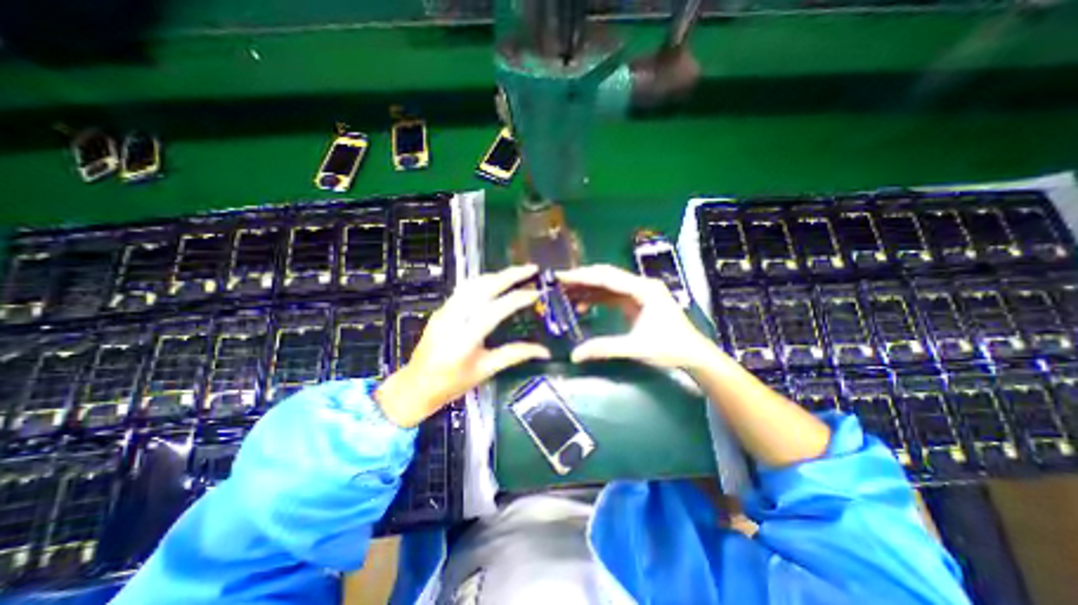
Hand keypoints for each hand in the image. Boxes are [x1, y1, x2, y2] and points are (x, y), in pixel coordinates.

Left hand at [376, 267, 550, 428]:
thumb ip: (515, 355)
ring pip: (472, 284)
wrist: (415, 386)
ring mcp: (444, 312)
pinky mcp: (441, 310)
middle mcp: (452, 320)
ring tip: (517, 273)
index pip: (494, 311)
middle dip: (509, 275)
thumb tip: (543, 351)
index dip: (517, 299)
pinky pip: (464, 289)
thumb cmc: (452, 384)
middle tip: (531, 269)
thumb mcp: (486, 371)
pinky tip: (495, 282)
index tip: (536, 293)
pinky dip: (484, 281)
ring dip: (496, 275)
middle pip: (482, 288)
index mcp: (464, 340)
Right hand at [557, 264, 723, 369]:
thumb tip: (574, 355)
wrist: (693, 354)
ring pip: (608, 284)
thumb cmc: (669, 348)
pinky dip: (597, 299)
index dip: (582, 276)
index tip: (561, 276)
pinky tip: (582, 305)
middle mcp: (641, 285)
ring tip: (565, 294)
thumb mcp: (635, 348)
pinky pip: (612, 295)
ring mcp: (639, 292)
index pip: (607, 277)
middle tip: (559, 282)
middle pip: (606, 276)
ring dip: (588, 288)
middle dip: (582, 279)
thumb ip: (604, 348)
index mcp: (644, 290)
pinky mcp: (637, 301)